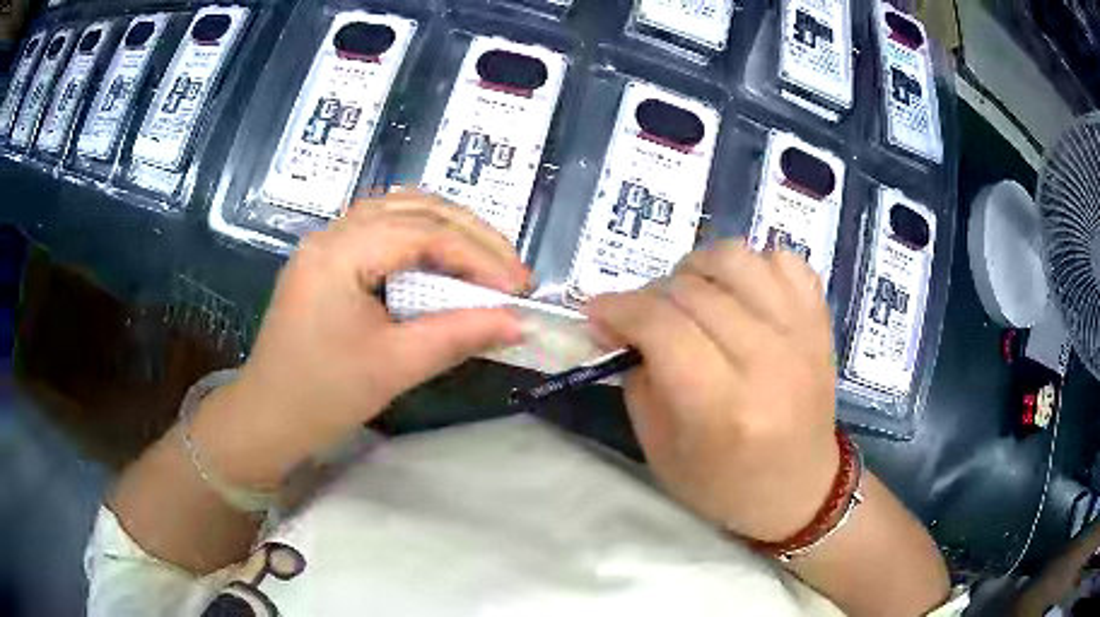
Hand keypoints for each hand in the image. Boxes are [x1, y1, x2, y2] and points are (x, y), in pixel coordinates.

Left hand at [191, 190, 528, 488]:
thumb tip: (517, 322)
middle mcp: (332, 233)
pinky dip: (422, 237)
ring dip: (448, 228)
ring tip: (487, 261)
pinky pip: (383, 229)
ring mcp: (327, 243)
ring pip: (399, 210)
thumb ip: (458, 336)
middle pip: (414, 207)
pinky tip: (444, 260)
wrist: (268, 418)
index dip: (480, 256)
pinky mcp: (328, 260)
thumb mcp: (394, 366)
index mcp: (339, 253)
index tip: (520, 288)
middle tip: (512, 272)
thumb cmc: (322, 395)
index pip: (424, 233)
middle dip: (471, 234)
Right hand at [586, 241, 838, 542]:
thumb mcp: (660, 448)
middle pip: (694, 290)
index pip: (661, 326)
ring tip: (690, 293)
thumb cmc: (724, 484)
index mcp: (723, 406)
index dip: (619, 308)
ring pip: (738, 259)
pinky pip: (785, 260)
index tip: (597, 311)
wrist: (799, 489)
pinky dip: (754, 266)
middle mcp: (768, 360)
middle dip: (650, 294)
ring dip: (698, 267)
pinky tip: (740, 293)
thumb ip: (637, 377)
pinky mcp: (820, 323)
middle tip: (640, 317)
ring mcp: (801, 334)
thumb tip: (614, 323)